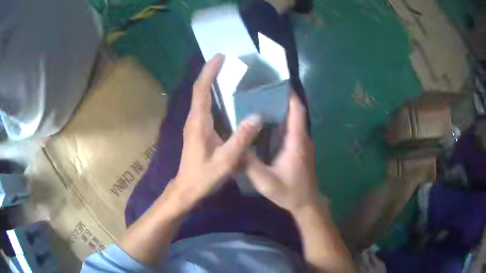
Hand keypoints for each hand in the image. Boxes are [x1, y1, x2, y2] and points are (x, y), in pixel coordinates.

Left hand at [168, 54, 262, 210]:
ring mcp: (194, 125)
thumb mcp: (226, 160)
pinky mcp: (197, 130)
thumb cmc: (204, 176)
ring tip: (227, 73)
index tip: (220, 57)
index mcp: (198, 122)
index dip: (209, 72)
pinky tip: (225, 98)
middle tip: (226, 61)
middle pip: (200, 90)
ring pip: (201, 97)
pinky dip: (212, 96)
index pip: (201, 90)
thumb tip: (257, 116)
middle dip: (210, 73)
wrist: (187, 188)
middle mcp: (193, 119)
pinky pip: (204, 107)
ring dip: (211, 83)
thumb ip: (241, 138)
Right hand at [245, 94, 322, 213]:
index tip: (278, 84)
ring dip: (280, 111)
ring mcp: (302, 144)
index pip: (297, 111)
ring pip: (293, 121)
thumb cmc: (290, 192)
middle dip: (280, 100)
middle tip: (260, 93)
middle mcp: (302, 139)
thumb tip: (235, 147)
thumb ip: (250, 164)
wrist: (307, 203)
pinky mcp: (300, 150)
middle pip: (294, 113)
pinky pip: (291, 130)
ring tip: (259, 105)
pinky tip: (266, 126)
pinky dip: (281, 123)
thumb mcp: (265, 181)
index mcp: (296, 141)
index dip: (290, 96)